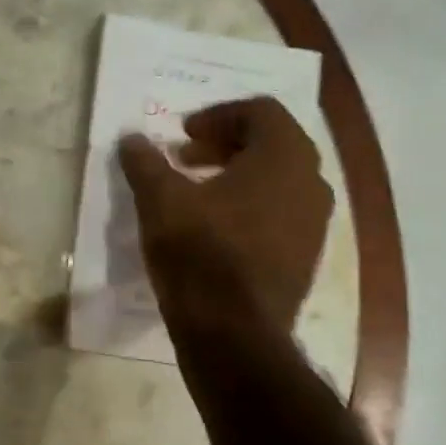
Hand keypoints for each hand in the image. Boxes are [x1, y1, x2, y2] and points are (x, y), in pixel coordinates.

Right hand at [117, 97, 332, 336]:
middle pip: (273, 143)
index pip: (261, 111)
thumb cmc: (199, 255)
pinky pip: (280, 212)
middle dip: (225, 144)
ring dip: (237, 175)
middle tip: (185, 158)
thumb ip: (146, 163)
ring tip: (195, 193)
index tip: (183, 134)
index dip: (218, 115)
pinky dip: (249, 206)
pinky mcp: (305, 255)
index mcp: (283, 158)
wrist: (234, 333)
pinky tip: (214, 229)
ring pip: (278, 179)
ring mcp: (313, 223)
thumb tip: (131, 138)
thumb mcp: (160, 202)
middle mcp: (310, 183)